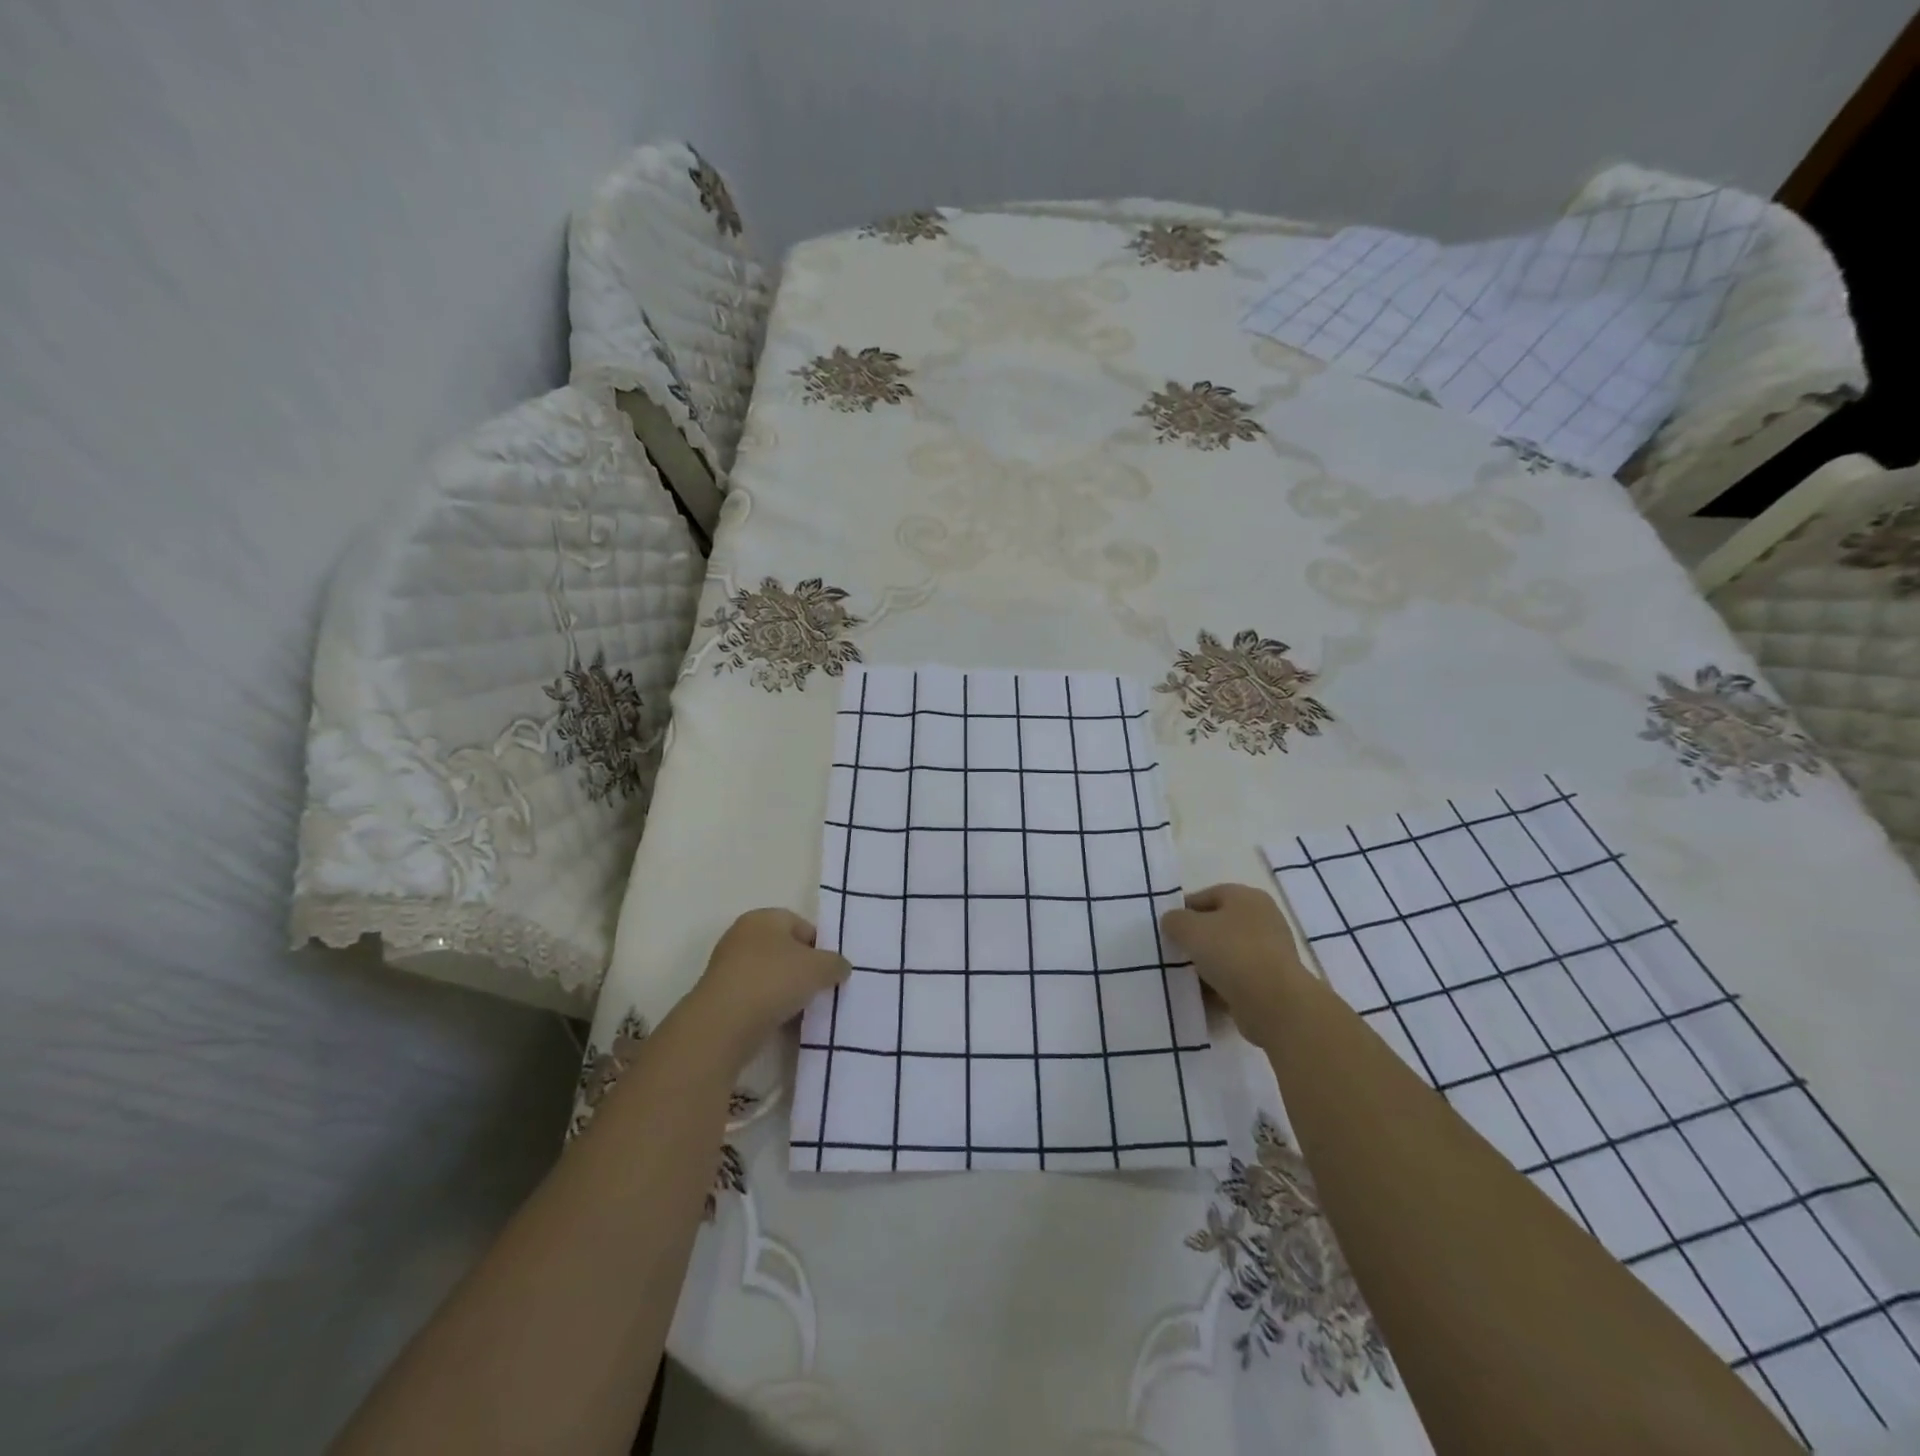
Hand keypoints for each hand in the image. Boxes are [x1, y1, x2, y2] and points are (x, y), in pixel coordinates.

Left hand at [683, 909, 850, 1064]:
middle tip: (822, 989)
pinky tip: (785, 1023)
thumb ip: (836, 963)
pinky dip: (772, 1008)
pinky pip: (758, 999)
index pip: (802, 925)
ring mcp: (729, 969)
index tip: (832, 970)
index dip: (821, 946)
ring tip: (806, 1010)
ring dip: (789, 992)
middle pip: (786, 951)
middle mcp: (743, 937)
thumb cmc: (774, 981)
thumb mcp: (819, 967)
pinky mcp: (723, 998)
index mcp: (763, 918)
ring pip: (772, 977)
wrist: (723, 1025)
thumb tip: (840, 967)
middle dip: (805, 970)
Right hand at [1161, 884, 1313, 1046]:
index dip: (1184, 909)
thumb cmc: (1231, 952)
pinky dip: (1220, 986)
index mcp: (1247, 897)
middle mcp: (1263, 920)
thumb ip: (1174, 920)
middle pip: (1218, 925)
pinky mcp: (1271, 982)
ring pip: (1227, 954)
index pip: (1207, 895)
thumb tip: (1173, 922)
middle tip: (1174, 952)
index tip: (1167, 929)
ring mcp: (1270, 953)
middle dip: (1195, 939)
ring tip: (1185, 977)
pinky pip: (1237, 979)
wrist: (1274, 1003)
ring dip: (1206, 965)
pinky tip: (1202, 996)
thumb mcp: (1189, 928)